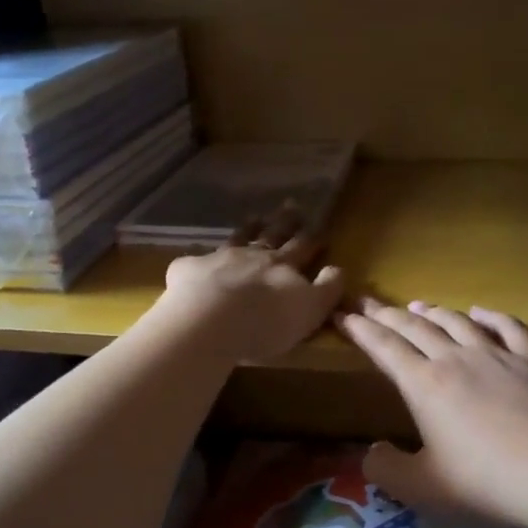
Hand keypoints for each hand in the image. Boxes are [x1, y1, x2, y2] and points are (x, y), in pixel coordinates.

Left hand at [152, 209, 344, 364]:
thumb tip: (338, 269)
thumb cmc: (266, 322)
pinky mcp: (190, 270)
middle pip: (272, 235)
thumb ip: (327, 289)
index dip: (312, 237)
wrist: (210, 321)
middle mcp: (253, 256)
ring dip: (248, 229)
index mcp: (283, 266)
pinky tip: (197, 258)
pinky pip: (197, 261)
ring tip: (254, 218)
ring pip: (238, 239)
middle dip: (285, 221)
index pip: (303, 247)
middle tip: (291, 204)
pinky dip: (201, 259)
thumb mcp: (310, 310)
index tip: (318, 225)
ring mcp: (219, 259)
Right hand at [336, 298, 527, 527]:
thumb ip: (386, 469)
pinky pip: (508, 327)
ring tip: (417, 305)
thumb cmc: (486, 483)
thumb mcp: (422, 488)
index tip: (343, 315)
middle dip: (387, 314)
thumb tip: (371, 452)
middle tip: (367, 302)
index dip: (361, 330)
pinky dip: (489, 315)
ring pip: (457, 322)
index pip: (384, 348)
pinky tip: (479, 311)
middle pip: (415, 328)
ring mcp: (498, 355)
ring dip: (433, 312)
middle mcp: (457, 359)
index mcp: (425, 385)